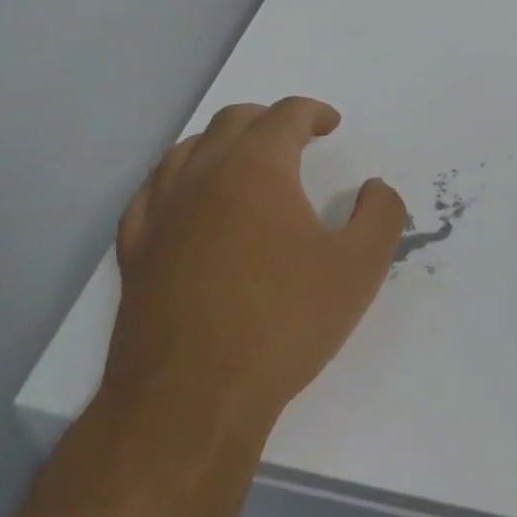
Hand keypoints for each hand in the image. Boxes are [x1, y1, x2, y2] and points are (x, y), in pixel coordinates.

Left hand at [102, 97, 405, 444]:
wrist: (189, 404)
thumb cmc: (281, 326)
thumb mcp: (359, 269)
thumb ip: (381, 215)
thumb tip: (373, 188)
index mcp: (258, 168)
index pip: (286, 115)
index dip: (314, 112)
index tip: (331, 125)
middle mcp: (204, 175)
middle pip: (234, 120)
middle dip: (269, 119)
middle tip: (295, 138)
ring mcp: (162, 212)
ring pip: (188, 149)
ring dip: (222, 142)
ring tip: (244, 160)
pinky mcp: (135, 252)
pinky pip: (151, 192)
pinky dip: (176, 179)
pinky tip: (187, 198)